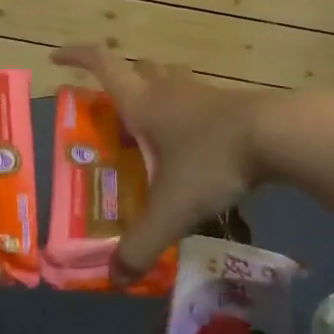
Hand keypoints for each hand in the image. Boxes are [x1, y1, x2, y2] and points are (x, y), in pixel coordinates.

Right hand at [53, 45, 271, 283]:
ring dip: (156, 93)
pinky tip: (192, 142)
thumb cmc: (211, 160)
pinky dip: (186, 112)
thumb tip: (115, 277)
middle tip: (112, 108)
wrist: (276, 135)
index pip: (103, 64)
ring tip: (151, 127)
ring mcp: (201, 93)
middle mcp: (168, 90)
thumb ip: (141, 244)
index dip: (77, 57)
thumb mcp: (171, 209)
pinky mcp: (229, 103)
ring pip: (170, 80)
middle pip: (138, 68)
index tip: (57, 58)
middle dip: (120, 79)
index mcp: (143, 103)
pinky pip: (197, 99)